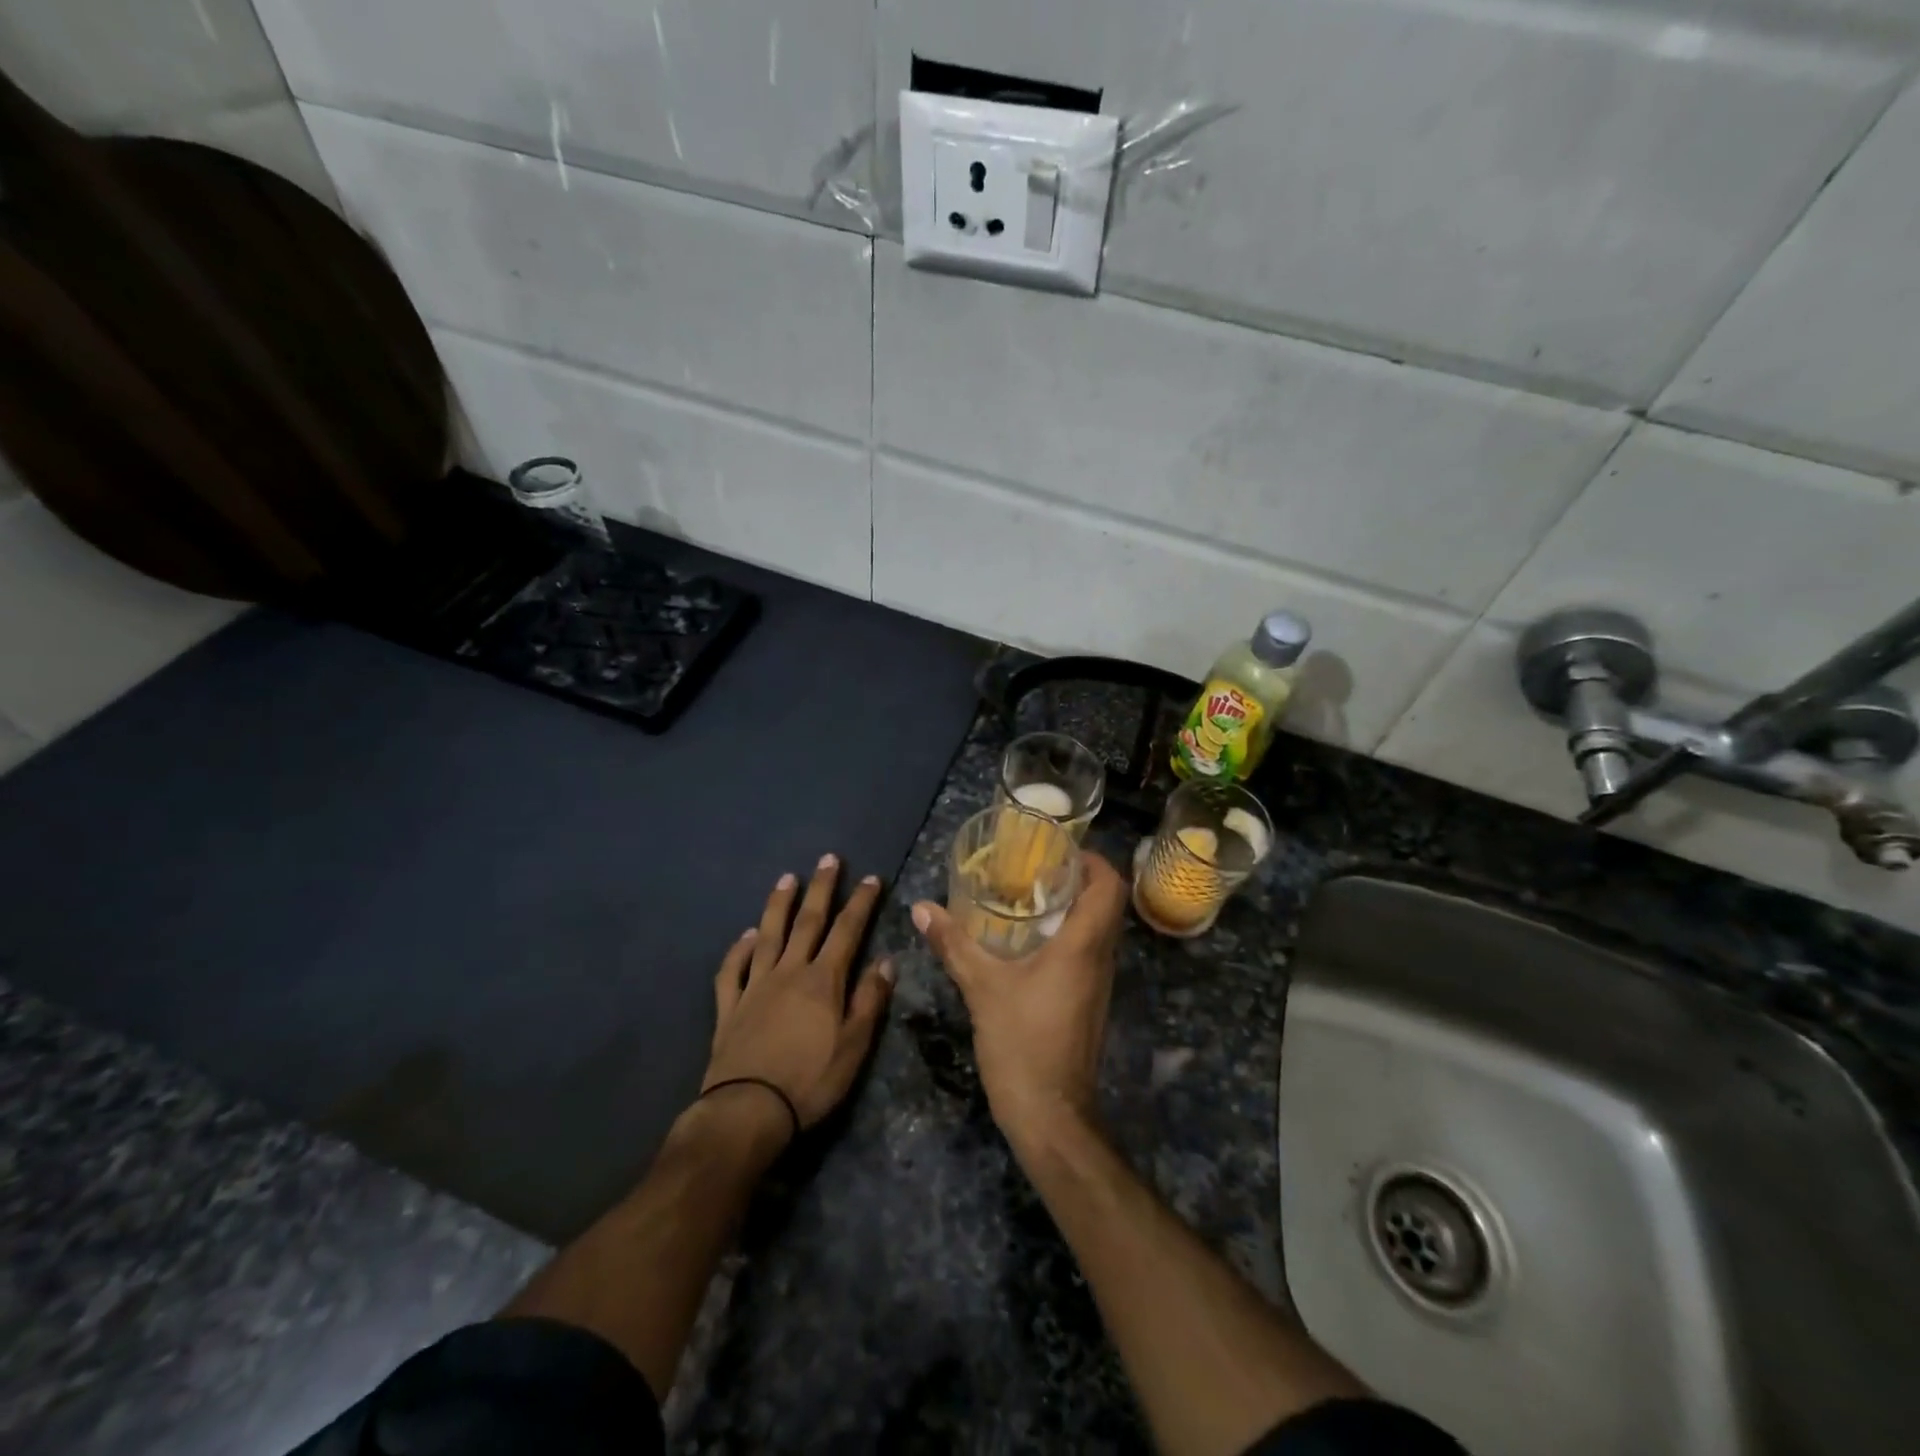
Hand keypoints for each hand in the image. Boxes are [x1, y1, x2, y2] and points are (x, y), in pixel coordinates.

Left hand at [703, 854, 895, 1133]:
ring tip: (787, 878)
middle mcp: (789, 972)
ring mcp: (755, 986)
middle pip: (807, 922)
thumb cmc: (810, 1080)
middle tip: (828, 859)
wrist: (748, 1111)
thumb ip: (869, 1000)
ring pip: (768, 936)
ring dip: (778, 905)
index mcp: (823, 980)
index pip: (847, 931)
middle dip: (821, 889)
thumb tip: (886, 960)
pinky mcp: (729, 1007)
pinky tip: (746, 936)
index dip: (860, 903)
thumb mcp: (854, 1045)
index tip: (870, 878)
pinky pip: (732, 970)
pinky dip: (738, 950)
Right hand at [912, 850, 1127, 1141]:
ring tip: (1028, 895)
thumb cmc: (1022, 1043)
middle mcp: (1100, 958)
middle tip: (1035, 867)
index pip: (1109, 886)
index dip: (1093, 859)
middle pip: (1105, 903)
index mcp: (1083, 946)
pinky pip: (1087, 952)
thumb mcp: (982, 988)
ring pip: (1097, 929)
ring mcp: (1098, 983)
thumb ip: (953, 944)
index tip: (1060, 849)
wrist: (1051, 1115)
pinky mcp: (1089, 1001)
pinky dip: (1066, 935)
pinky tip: (1028, 941)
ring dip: (1071, 907)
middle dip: (1076, 878)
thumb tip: (921, 908)